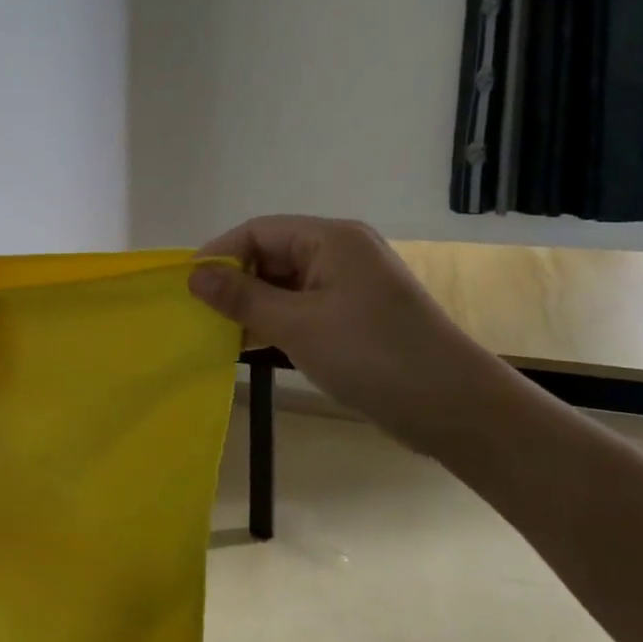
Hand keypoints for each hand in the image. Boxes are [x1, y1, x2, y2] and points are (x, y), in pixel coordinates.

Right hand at [190, 216, 510, 457]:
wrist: (456, 409)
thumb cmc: (373, 356)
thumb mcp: (297, 324)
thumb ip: (242, 297)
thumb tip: (194, 275)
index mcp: (330, 239)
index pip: (258, 231)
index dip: (219, 255)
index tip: (186, 287)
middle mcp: (340, 253)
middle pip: (270, 255)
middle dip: (234, 282)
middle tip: (198, 314)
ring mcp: (349, 285)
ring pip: (283, 284)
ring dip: (251, 306)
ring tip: (216, 333)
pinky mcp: (355, 316)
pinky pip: (301, 307)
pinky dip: (274, 322)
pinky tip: (248, 345)